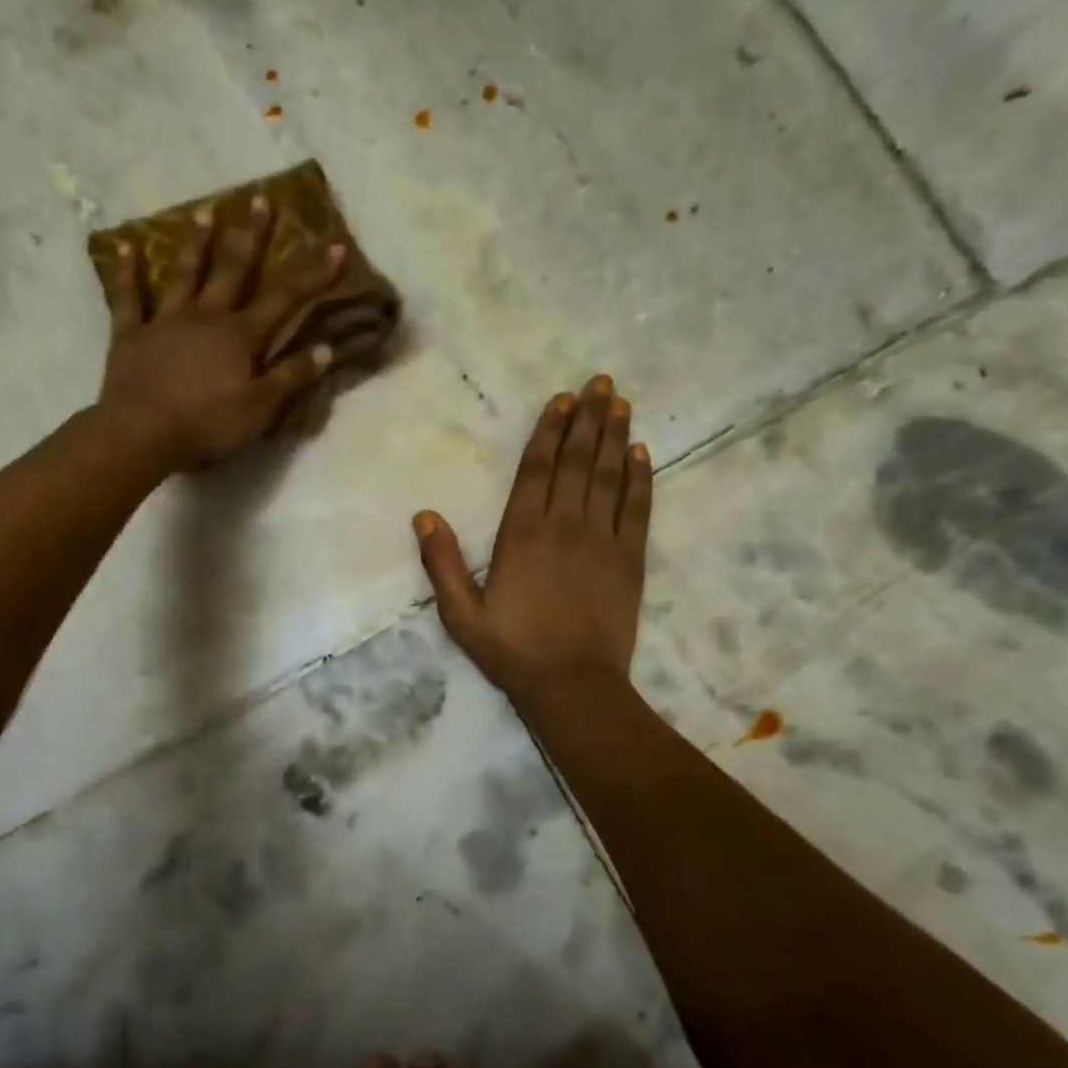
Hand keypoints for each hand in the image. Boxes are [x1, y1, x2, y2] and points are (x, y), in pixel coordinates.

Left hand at [98, 195, 346, 470]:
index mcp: (240, 336)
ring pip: (183, 273)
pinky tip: (123, 247)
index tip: (336, 245)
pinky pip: (127, 298)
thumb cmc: (207, 424)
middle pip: (233, 269)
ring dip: (195, 242)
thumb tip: (326, 348)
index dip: (313, 274)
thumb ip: (291, 377)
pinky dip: (124, 272)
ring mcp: (166, 321)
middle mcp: (205, 316)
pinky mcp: (131, 335)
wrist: (142, 434)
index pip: (285, 299)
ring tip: (204, 210)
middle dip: (251, 236)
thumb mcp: (260, 409)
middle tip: (261, 199)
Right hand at [414, 375, 651, 701]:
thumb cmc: (512, 650)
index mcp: (522, 534)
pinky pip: (637, 509)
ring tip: (621, 403)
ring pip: (610, 477)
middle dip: (588, 420)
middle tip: (601, 383)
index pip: (537, 470)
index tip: (563, 400)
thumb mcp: (461, 614)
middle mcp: (564, 526)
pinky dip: (641, 479)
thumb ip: (442, 564)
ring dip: (616, 437)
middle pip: (577, 462)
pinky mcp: (629, 560)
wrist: (572, 685)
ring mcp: (601, 541)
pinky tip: (642, 454)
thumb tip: (424, 515)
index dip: (550, 431)